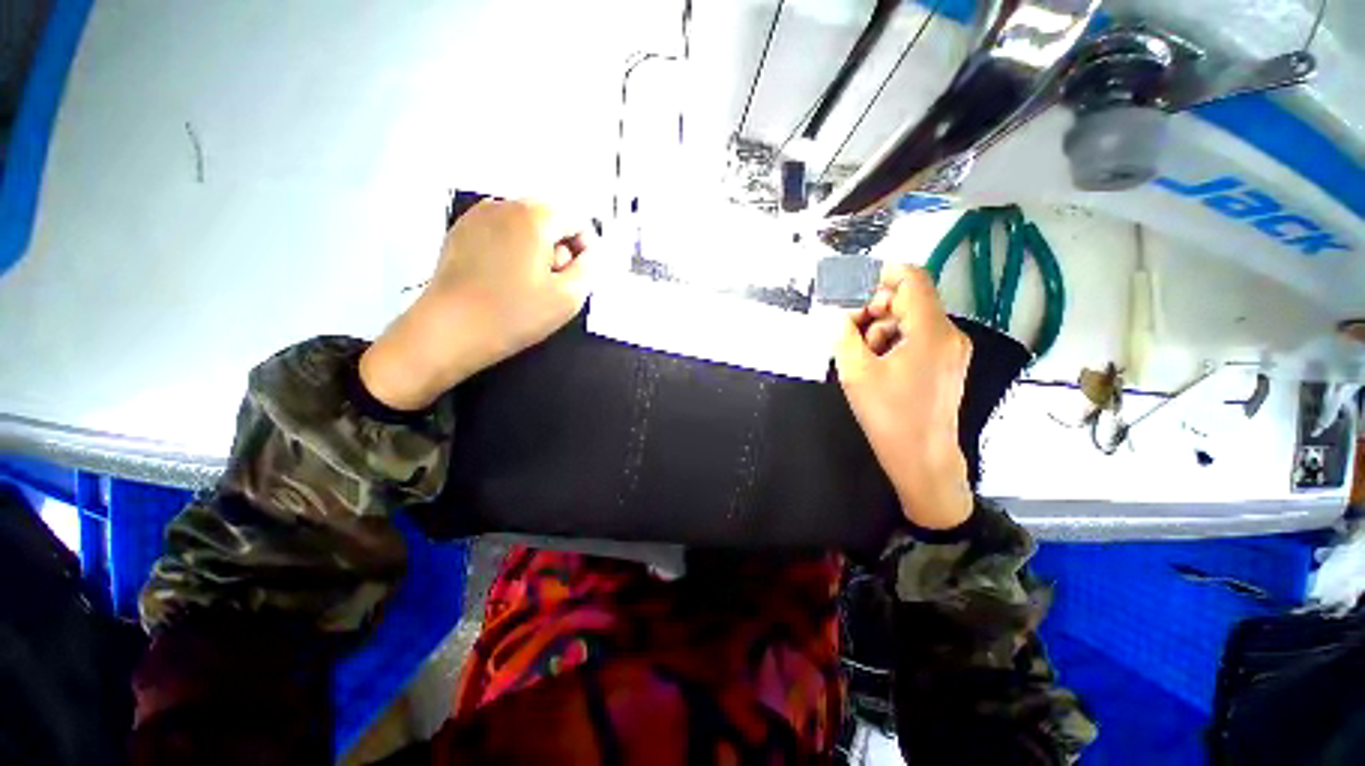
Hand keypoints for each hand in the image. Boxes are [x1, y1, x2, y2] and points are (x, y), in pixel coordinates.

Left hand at [360, 200, 593, 409]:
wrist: (449, 331)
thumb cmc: (513, 315)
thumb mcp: (569, 297)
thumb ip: (589, 268)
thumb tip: (589, 253)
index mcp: (533, 217)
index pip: (576, 219)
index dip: (584, 249)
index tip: (576, 276)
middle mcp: (504, 206)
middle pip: (550, 218)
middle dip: (559, 247)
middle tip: (552, 283)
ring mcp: (478, 217)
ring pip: (525, 226)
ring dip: (536, 250)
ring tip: (527, 283)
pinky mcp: (461, 232)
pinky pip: (501, 233)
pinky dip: (512, 250)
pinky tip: (505, 280)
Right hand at [836, 264, 973, 529]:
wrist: (922, 458)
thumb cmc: (889, 416)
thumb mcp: (855, 372)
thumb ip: (844, 334)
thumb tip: (841, 314)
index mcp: (930, 331)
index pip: (912, 279)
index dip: (881, 274)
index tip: (853, 287)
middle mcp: (948, 334)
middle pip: (910, 299)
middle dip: (875, 307)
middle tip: (849, 329)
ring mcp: (951, 349)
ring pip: (911, 319)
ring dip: (881, 327)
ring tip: (861, 354)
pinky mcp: (946, 363)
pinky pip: (917, 337)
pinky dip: (894, 341)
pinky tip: (877, 363)